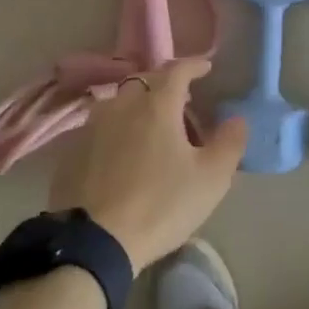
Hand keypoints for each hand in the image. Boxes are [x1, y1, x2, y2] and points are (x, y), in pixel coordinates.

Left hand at [48, 58, 245, 273]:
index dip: (194, 65)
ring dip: (135, 106)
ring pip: (117, 103)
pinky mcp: (71, 151)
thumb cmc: (160, 205)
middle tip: (180, 104)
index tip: (206, 68)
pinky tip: (118, 153)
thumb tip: (237, 119)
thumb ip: (230, 143)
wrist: (93, 243)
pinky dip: (113, 131)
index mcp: (157, 105)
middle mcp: (122, 105)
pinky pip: (97, 128)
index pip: (177, 70)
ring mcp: (92, 127)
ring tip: (148, 126)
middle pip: (144, 82)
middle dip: (164, 86)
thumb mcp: (210, 179)